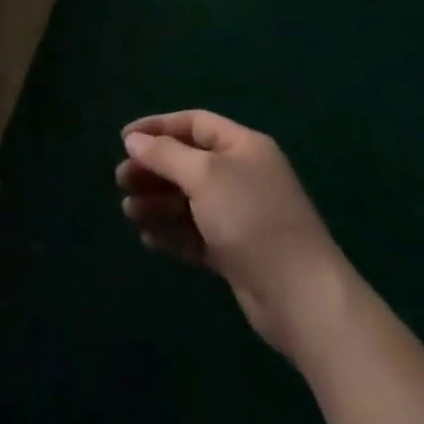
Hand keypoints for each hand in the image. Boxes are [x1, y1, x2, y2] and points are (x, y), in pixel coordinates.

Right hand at [117, 110, 347, 357]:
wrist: (303, 299)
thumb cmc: (251, 219)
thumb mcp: (203, 176)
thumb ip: (165, 155)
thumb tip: (134, 140)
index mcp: (242, 147)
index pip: (193, 124)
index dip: (157, 128)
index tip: (124, 139)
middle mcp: (242, 176)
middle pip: (187, 163)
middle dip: (152, 170)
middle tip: (121, 180)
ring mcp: (240, 216)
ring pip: (188, 201)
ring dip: (157, 203)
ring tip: (129, 213)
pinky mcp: (236, 252)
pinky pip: (195, 234)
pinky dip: (171, 233)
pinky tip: (148, 239)